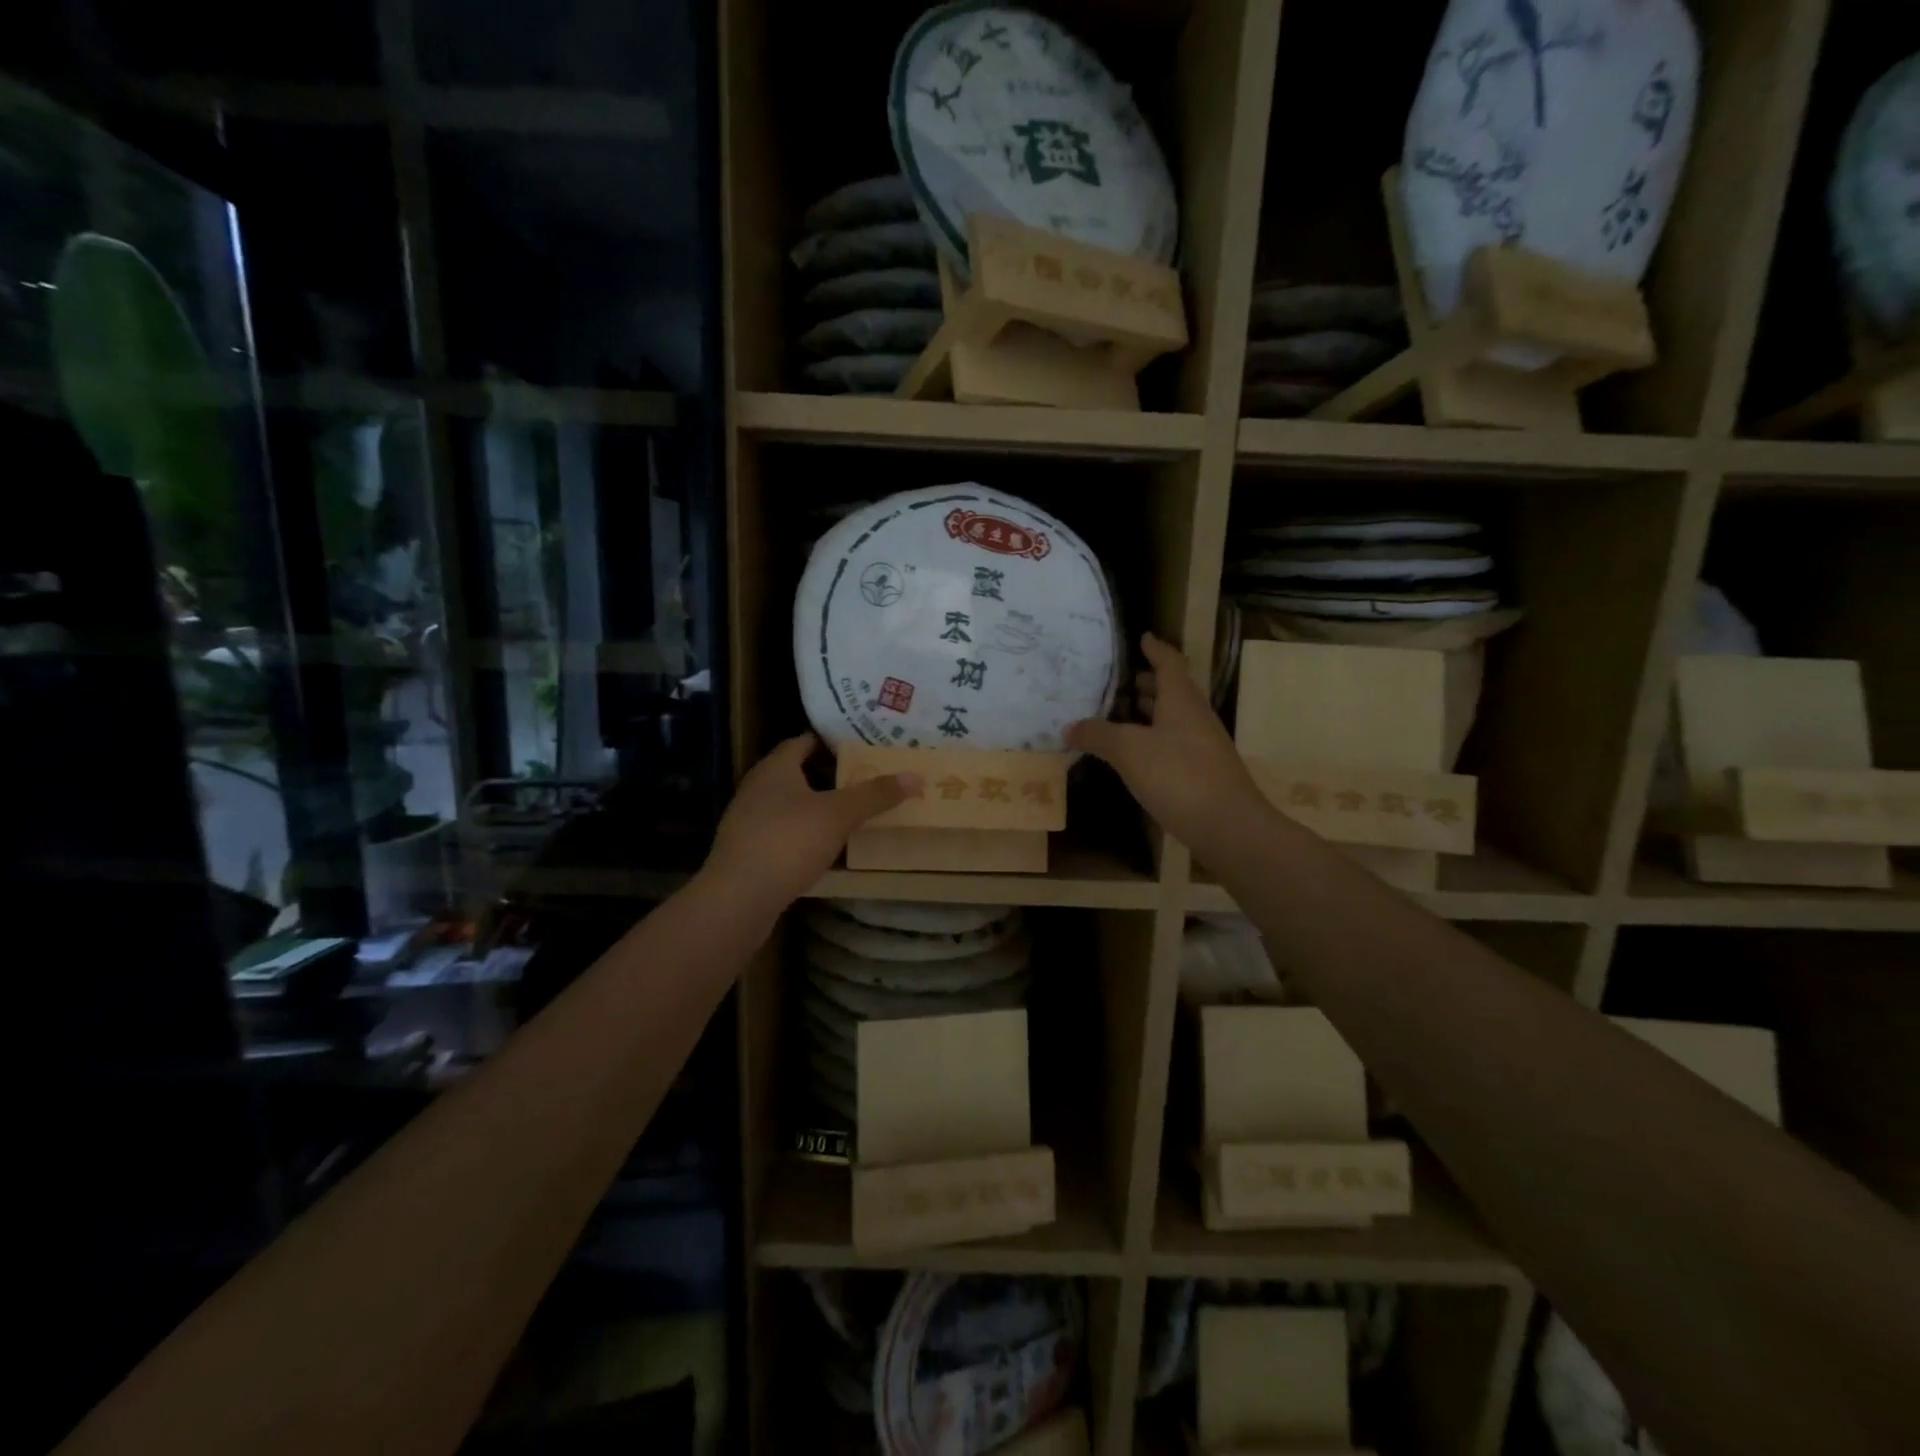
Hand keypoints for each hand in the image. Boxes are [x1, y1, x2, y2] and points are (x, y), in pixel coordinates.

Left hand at [703, 734, 922, 913]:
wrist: (738, 898)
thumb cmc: (788, 842)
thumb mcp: (838, 815)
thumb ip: (875, 795)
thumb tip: (915, 776)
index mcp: (774, 768)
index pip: (802, 742)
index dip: (830, 742)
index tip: (859, 747)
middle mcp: (756, 788)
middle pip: (795, 773)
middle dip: (827, 775)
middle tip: (863, 779)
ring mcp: (747, 821)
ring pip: (788, 805)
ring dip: (815, 807)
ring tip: (849, 813)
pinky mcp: (747, 852)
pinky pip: (781, 833)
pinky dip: (803, 834)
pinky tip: (824, 848)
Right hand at [1066, 633, 1264, 855]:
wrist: (1228, 827)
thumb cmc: (1178, 776)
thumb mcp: (1129, 751)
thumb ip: (1098, 735)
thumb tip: (1069, 726)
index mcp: (1181, 701)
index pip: (1170, 663)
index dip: (1155, 649)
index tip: (1143, 637)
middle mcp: (1195, 717)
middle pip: (1173, 691)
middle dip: (1150, 683)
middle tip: (1123, 680)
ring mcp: (1202, 746)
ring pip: (1174, 719)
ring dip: (1151, 713)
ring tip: (1122, 714)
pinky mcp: (1203, 773)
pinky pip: (1174, 744)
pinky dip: (1154, 740)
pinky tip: (1136, 756)